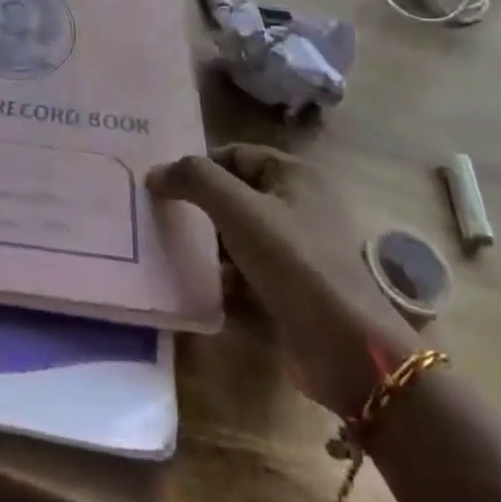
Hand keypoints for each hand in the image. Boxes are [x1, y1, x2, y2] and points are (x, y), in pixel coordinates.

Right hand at [148, 144, 418, 414]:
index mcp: (295, 175)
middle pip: (236, 196)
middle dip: (200, 209)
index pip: (235, 155)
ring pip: (239, 239)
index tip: (162, 187)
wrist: (345, 347)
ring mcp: (297, 253)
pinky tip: (196, 292)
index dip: (199, 167)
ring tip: (171, 256)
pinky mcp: (293, 292)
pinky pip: (247, 277)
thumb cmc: (292, 261)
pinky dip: (224, 282)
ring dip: (208, 249)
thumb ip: (195, 180)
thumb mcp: (238, 209)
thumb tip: (155, 173)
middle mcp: (299, 207)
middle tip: (160, 220)